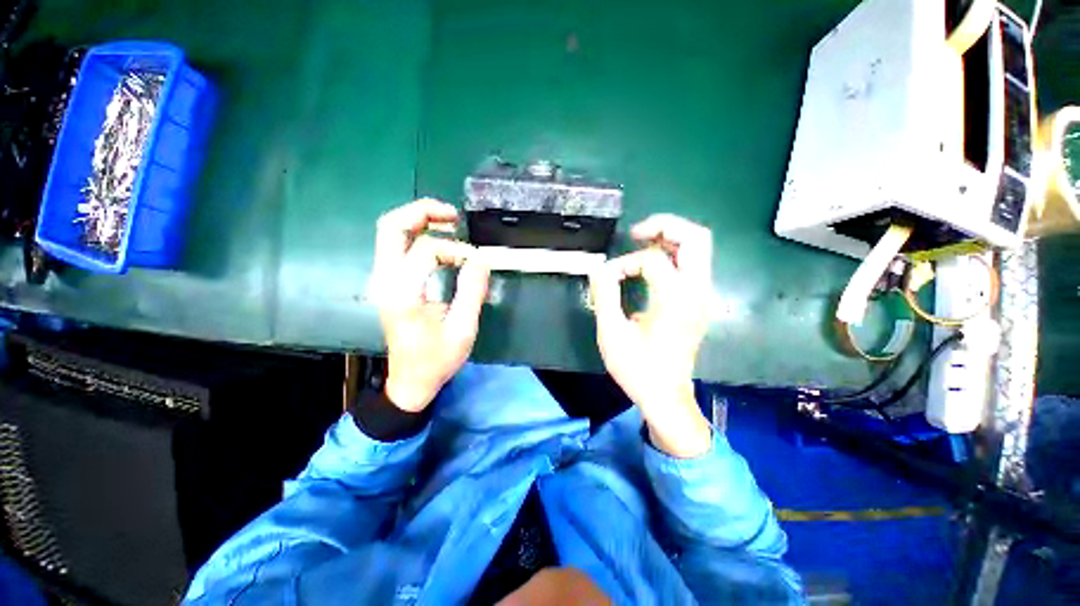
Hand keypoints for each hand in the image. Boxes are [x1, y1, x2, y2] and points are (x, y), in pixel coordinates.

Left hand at [371, 199, 489, 411]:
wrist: (410, 380)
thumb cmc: (437, 359)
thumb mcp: (463, 329)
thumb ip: (472, 291)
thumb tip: (482, 259)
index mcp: (403, 294)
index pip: (427, 250)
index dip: (457, 250)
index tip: (477, 264)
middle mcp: (385, 281)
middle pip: (391, 227)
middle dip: (423, 212)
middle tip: (453, 216)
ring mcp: (382, 280)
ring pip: (390, 232)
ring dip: (419, 220)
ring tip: (450, 222)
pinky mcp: (388, 283)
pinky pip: (396, 246)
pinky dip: (417, 234)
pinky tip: (440, 241)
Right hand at [589, 214, 712, 457]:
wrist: (666, 396)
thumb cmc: (637, 368)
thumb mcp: (612, 334)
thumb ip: (604, 296)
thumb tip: (598, 268)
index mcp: (675, 300)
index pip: (652, 260)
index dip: (625, 263)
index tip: (608, 279)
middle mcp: (697, 292)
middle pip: (697, 237)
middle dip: (665, 226)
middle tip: (636, 234)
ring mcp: (703, 297)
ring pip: (700, 248)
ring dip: (671, 238)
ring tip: (642, 243)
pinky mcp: (700, 303)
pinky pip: (694, 264)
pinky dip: (674, 254)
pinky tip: (652, 264)